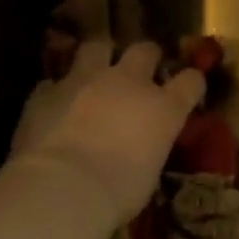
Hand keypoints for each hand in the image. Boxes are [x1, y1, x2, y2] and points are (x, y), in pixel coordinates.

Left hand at [6, 39, 205, 228]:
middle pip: (145, 50)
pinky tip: (57, 104)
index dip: (191, 82)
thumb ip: (149, 145)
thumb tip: (141, 147)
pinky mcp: (47, 91)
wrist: (64, 188)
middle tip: (143, 68)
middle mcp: (128, 83)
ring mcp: (85, 81)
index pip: (191, 81)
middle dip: (147, 56)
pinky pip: (55, 81)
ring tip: (96, 70)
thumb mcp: (151, 170)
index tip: (189, 89)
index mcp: (164, 107)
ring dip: (100, 57)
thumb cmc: (120, 190)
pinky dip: (59, 91)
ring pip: (97, 47)